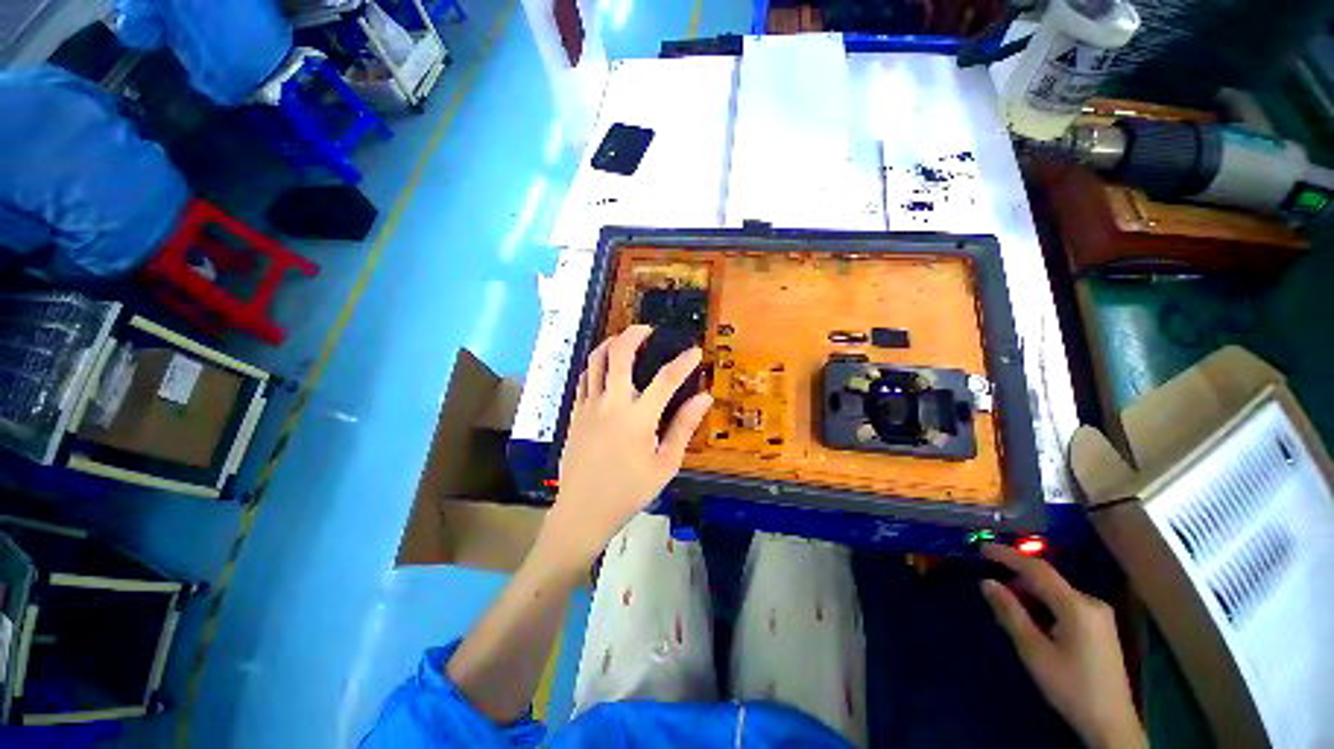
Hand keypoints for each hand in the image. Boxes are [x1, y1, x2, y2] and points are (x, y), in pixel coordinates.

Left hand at [543, 325, 712, 571]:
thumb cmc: (629, 491)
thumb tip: (704, 398)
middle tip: (648, 329)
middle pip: (620, 354)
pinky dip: (596, 363)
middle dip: (635, 334)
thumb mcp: (664, 464)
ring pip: (596, 360)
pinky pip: (585, 377)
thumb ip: (683, 427)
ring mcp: (589, 405)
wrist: (583, 511)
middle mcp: (611, 403)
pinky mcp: (576, 412)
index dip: (684, 362)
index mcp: (638, 417)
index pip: (666, 379)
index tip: (695, 351)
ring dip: (611, 343)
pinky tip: (605, 367)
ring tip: (624, 340)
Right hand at [980, 545, 1146, 748]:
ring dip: (1030, 593)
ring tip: (1007, 605)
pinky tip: (1033, 619)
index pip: (1037, 570)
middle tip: (990, 586)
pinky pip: (1066, 604)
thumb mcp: (1034, 652)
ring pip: (1057, 592)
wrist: (1111, 723)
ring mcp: (1099, 615)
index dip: (1008, 556)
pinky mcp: (1101, 627)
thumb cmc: (1070, 687)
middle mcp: (1091, 602)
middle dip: (1017, 578)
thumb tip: (987, 582)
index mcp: (1076, 606)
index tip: (981, 548)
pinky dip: (1044, 604)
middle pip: (1048, 580)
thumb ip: (1011, 614)